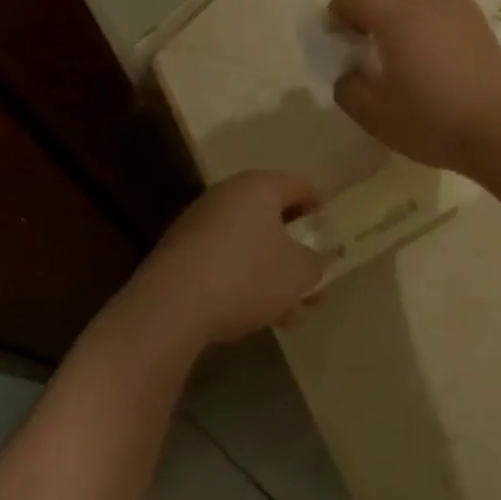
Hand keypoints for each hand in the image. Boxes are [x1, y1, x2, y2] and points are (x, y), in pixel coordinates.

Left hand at [133, 172, 324, 346]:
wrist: (169, 307)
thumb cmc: (246, 276)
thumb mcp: (299, 274)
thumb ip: (317, 264)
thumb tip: (315, 261)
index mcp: (259, 186)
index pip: (301, 184)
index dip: (321, 209)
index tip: (331, 239)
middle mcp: (227, 194)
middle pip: (272, 215)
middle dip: (294, 248)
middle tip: (311, 278)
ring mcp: (198, 222)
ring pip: (248, 242)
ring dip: (269, 270)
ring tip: (287, 310)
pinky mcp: (178, 251)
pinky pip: (222, 259)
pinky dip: (241, 279)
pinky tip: (252, 315)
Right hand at [328, 0, 500, 176]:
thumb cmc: (433, 121)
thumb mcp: (375, 115)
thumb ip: (350, 89)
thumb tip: (349, 74)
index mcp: (396, 17)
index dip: (338, 12)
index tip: (334, 34)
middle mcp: (427, 2)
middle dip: (368, 3)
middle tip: (361, 33)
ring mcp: (459, 9)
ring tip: (400, 26)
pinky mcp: (481, 24)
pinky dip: (432, 7)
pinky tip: (433, 39)